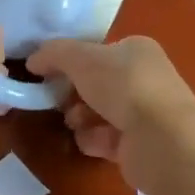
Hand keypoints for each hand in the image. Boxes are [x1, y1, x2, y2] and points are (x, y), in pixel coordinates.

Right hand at [25, 36, 194, 174]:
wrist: (160, 139)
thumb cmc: (123, 86)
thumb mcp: (81, 58)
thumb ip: (54, 53)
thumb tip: (33, 59)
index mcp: (137, 50)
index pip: (99, 51)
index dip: (72, 61)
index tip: (49, 73)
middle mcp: (144, 78)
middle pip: (97, 83)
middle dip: (74, 92)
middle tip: (58, 99)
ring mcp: (145, 113)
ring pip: (99, 112)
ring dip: (80, 117)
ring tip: (74, 122)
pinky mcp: (140, 145)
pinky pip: (106, 138)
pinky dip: (94, 139)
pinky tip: (90, 141)